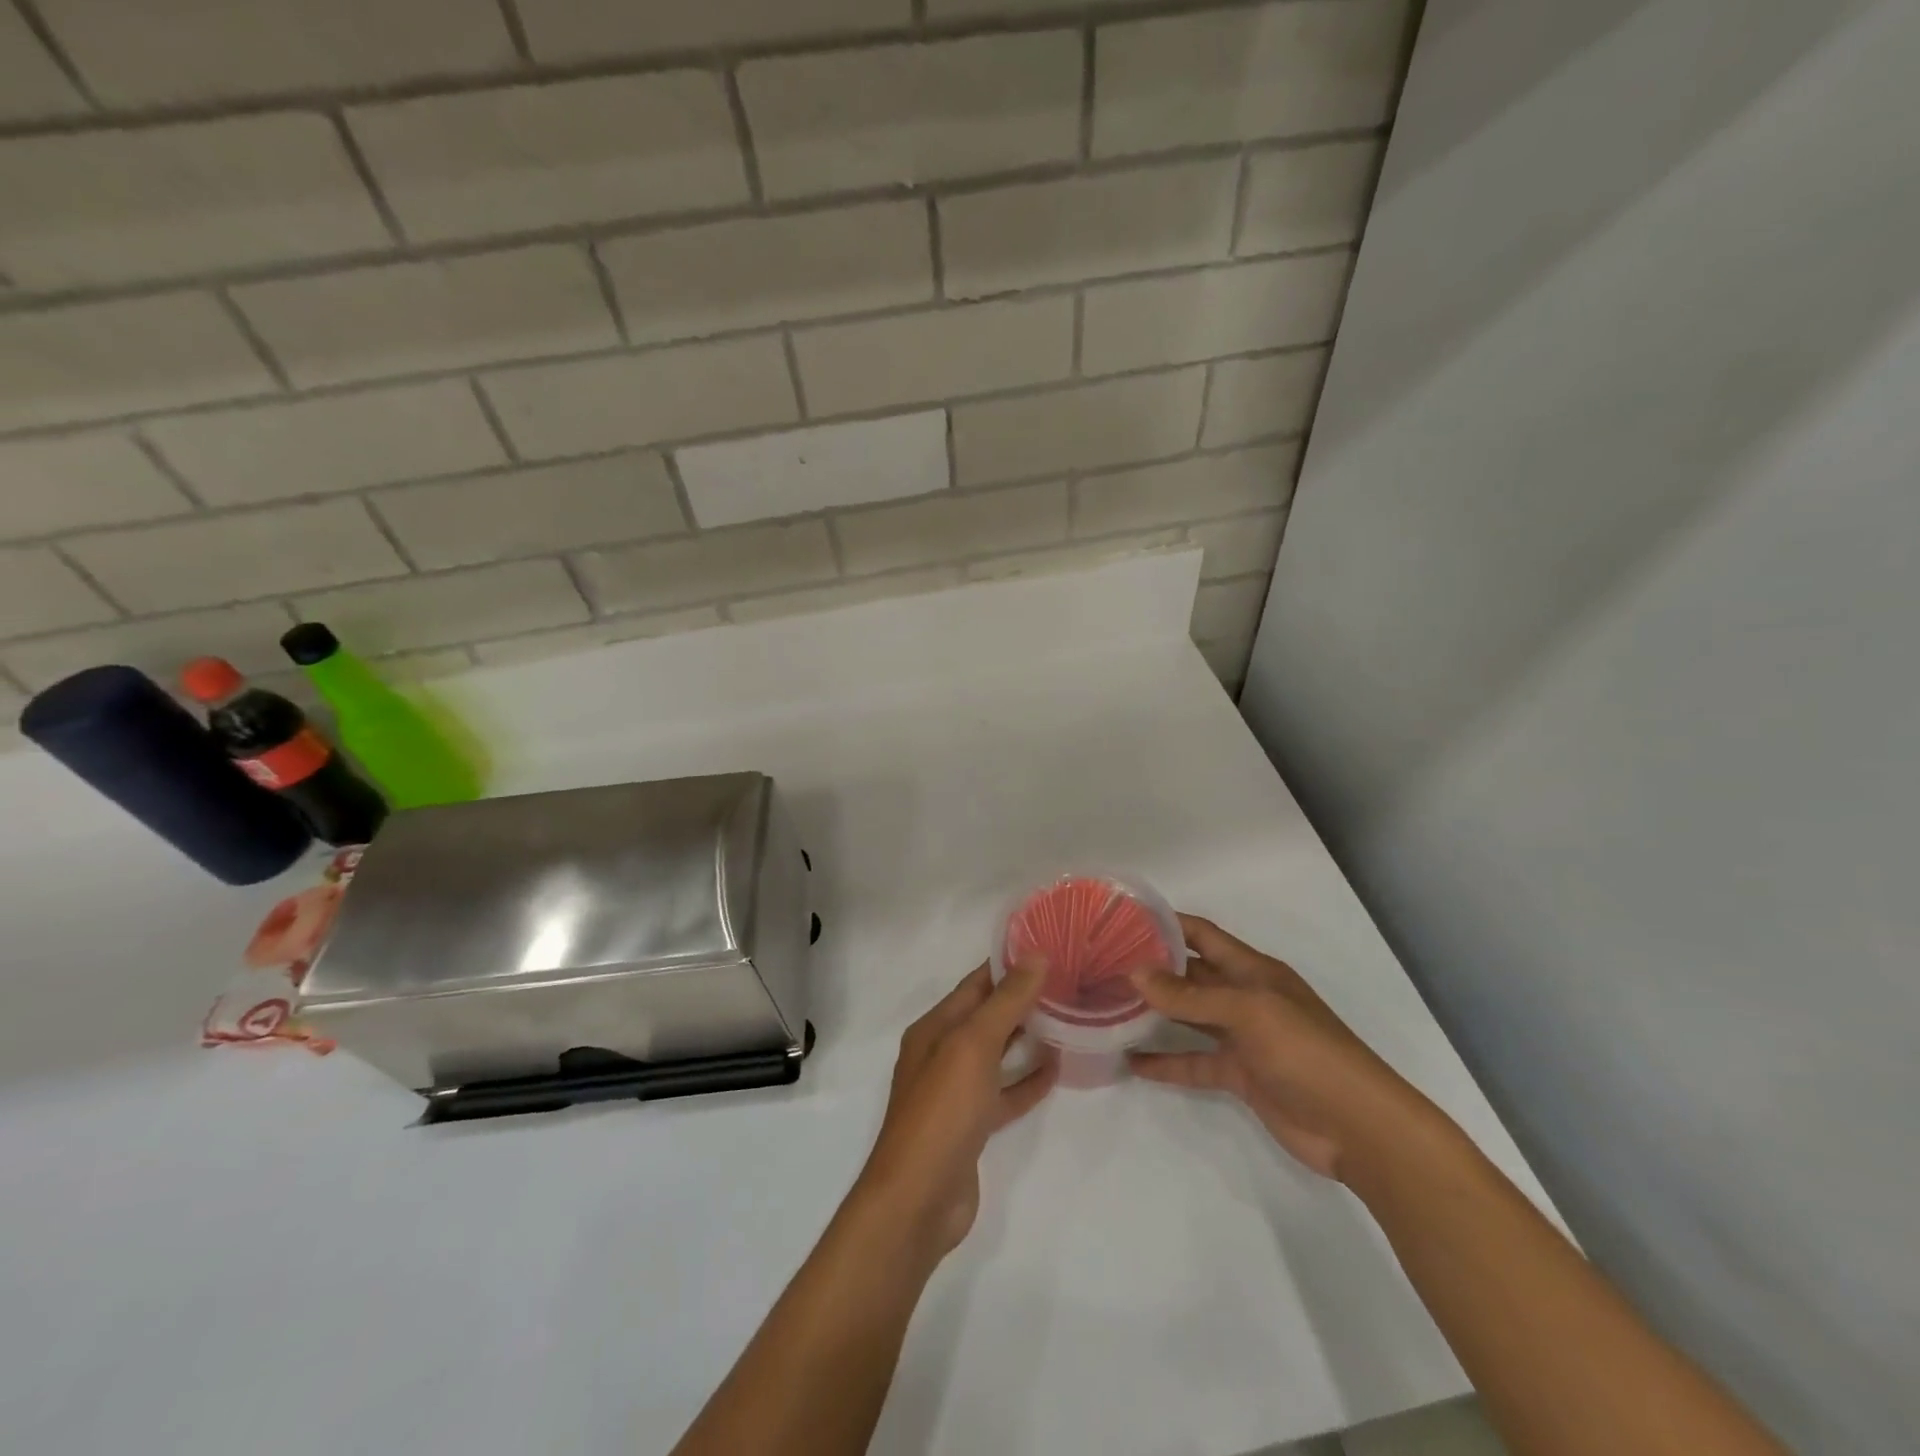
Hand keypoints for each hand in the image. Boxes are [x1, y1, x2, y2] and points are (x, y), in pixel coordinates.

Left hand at [854, 962, 1057, 1258]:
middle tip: (1067, 981)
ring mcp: (956, 1092)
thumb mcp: (973, 1044)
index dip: (1007, 965)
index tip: (1047, 948)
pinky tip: (1055, 1070)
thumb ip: (1006, 1001)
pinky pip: (1003, 1092)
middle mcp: (941, 1053)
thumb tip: (1036, 955)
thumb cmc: (942, 1110)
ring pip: (996, 1054)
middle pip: (985, 1016)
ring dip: (1025, 1037)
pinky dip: (1026, 1081)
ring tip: (1066, 1018)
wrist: (919, 1199)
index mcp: (934, 1028)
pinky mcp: (971, 1126)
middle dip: (1021, 998)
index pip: (974, 984)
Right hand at [1128, 915, 1420, 1182]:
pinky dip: (1166, 1062)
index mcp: (1253, 971)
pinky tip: (1132, 1063)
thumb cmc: (1307, 1053)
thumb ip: (1191, 996)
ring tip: (1108, 1006)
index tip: (1125, 918)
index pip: (1203, 935)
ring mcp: (1242, 1038)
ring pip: (1188, 1017)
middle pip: (1191, 975)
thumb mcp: (1249, 1013)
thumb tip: (1135, 973)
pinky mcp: (1240, 1075)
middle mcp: (1244, 997)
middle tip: (1104, 964)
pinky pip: (1194, 1062)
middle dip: (1153, 968)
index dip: (1168, 923)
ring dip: (1154, 1012)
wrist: (1358, 1128)